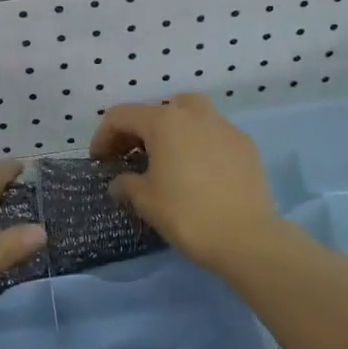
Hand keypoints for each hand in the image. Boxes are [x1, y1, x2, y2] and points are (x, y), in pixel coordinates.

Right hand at [90, 93, 283, 272]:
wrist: (247, 238)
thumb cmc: (187, 215)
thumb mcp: (146, 201)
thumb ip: (126, 184)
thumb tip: (120, 182)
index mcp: (164, 121)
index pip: (121, 116)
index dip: (103, 136)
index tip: (100, 161)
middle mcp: (194, 114)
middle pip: (156, 109)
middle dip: (138, 130)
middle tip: (130, 157)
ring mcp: (224, 126)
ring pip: (190, 113)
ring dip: (171, 129)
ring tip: (166, 157)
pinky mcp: (245, 144)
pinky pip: (213, 133)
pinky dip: (198, 142)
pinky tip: (198, 170)